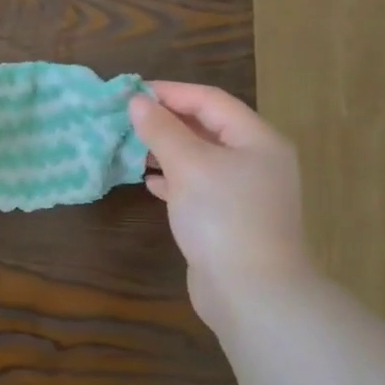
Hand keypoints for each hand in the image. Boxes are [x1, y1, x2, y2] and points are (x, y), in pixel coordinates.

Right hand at [129, 83, 311, 328]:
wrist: (252, 293)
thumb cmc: (223, 217)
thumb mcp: (189, 165)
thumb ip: (161, 130)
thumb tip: (137, 101)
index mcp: (257, 139)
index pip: (210, 100)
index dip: (170, 92)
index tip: (131, 91)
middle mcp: (256, 161)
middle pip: (208, 128)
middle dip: (167, 122)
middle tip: (127, 119)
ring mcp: (245, 194)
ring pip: (201, 159)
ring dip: (167, 151)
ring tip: (132, 147)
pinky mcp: (231, 221)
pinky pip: (199, 188)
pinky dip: (175, 181)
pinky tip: (150, 183)